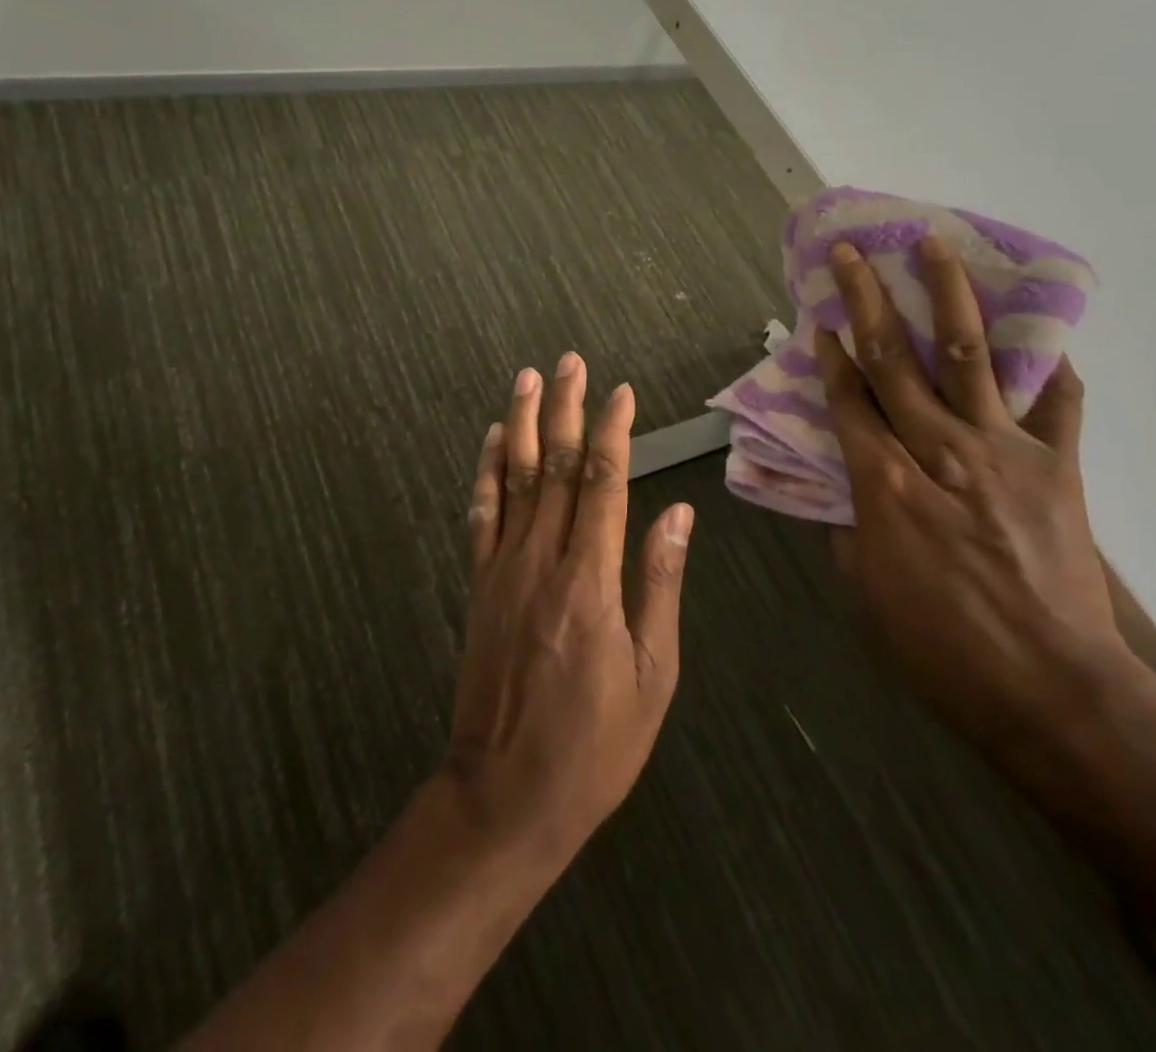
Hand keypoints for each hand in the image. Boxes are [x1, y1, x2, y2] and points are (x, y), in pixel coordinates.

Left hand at [442, 353, 694, 863]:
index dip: (611, 431)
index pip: (602, 482)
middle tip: (569, 362)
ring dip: (521, 424)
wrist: (506, 794)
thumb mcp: (652, 674)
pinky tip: (491, 440)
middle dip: (564, 409)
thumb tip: (676, 513)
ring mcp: (503, 569)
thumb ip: (660, 584)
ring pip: (512, 479)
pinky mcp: (480, 586)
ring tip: (528, 379)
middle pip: (553, 466)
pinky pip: (481, 515)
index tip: (620, 392)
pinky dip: (486, 472)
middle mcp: (542, 560)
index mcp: (590, 579)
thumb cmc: (595, 743)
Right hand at [814, 236, 1131, 771]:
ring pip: (967, 357)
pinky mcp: (1058, 465)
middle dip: (866, 301)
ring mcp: (1003, 450)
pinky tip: (1043, 333)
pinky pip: (1057, 404)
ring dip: (947, 297)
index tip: (820, 318)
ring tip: (934, 246)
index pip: (849, 401)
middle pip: (893, 361)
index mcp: (886, 484)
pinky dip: (1050, 365)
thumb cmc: (941, 649)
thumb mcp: (868, 592)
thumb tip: (847, 491)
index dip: (831, 356)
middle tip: (850, 253)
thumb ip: (851, 529)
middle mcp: (939, 450)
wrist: (1053, 689)